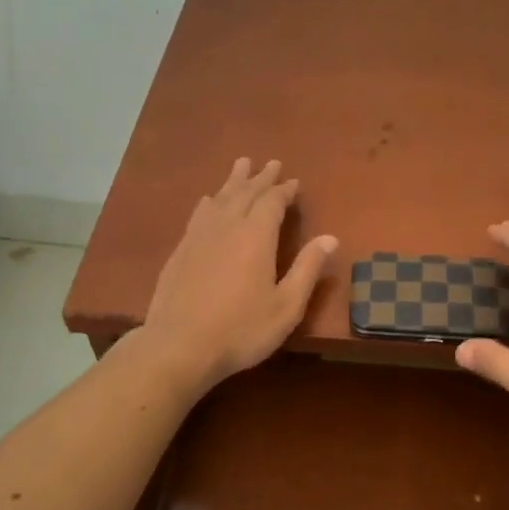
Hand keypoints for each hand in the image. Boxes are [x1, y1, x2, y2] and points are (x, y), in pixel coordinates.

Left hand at [140, 158, 336, 394]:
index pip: (272, 202)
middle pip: (245, 192)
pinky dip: (211, 201)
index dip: (284, 190)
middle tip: (271, 163)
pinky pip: (199, 213)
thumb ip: (307, 269)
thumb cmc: (241, 330)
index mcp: (256, 236)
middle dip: (261, 178)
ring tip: (241, 164)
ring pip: (220, 198)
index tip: (293, 181)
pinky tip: (209, 201)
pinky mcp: (180, 250)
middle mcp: (227, 226)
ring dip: (234, 181)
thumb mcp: (286, 306)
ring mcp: (199, 236)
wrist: (178, 346)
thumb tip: (331, 238)